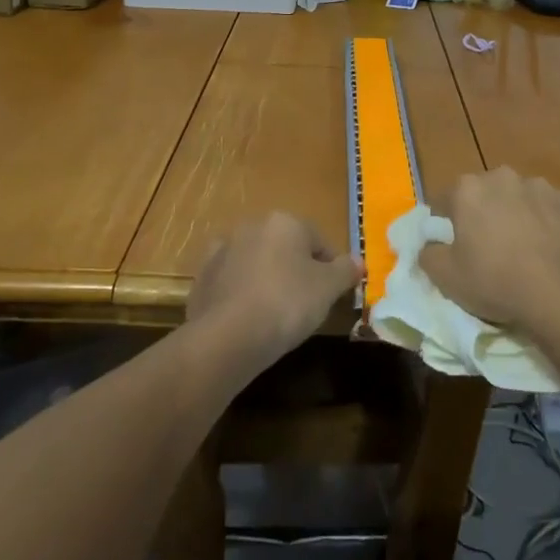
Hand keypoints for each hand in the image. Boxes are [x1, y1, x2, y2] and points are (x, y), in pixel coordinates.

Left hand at [187, 213, 360, 372]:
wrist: (227, 336)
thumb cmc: (286, 303)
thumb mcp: (328, 289)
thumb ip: (345, 271)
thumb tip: (358, 261)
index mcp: (285, 222)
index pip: (318, 241)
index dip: (329, 268)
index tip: (332, 294)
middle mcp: (252, 226)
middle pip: (284, 247)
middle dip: (294, 270)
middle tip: (303, 304)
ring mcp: (223, 250)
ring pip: (255, 262)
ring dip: (264, 279)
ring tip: (273, 314)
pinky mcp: (201, 277)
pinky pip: (230, 282)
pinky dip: (239, 294)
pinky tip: (245, 318)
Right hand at [418, 168, 559, 335]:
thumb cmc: (496, 282)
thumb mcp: (446, 278)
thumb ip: (428, 254)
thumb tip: (430, 245)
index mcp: (468, 189)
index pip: (444, 200)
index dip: (445, 222)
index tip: (451, 244)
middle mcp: (502, 177)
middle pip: (484, 194)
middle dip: (484, 213)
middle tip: (489, 248)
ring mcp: (540, 186)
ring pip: (520, 198)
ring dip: (517, 215)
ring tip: (524, 250)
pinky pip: (551, 209)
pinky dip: (548, 222)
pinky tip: (552, 249)